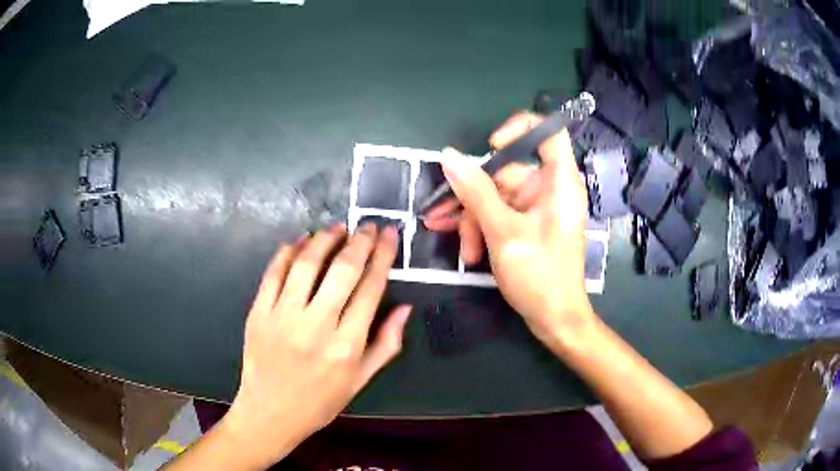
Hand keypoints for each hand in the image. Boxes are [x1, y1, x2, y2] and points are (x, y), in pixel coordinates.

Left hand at [221, 224, 410, 467]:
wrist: (269, 414)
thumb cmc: (320, 402)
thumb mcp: (360, 381)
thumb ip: (386, 344)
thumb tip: (404, 307)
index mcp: (346, 345)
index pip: (370, 288)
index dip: (383, 256)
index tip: (389, 235)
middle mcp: (315, 326)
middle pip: (342, 270)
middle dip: (359, 241)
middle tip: (368, 226)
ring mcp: (282, 317)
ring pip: (306, 264)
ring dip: (324, 239)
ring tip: (337, 228)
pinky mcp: (258, 313)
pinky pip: (274, 273)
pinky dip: (288, 251)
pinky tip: (300, 241)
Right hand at [425, 112, 593, 347]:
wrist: (555, 319)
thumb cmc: (539, 276)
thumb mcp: (503, 232)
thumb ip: (475, 192)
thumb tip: (449, 157)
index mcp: (558, 181)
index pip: (548, 132)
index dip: (518, 129)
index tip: (491, 148)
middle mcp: (549, 188)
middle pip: (506, 171)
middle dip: (474, 198)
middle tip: (446, 220)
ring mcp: (537, 208)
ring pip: (495, 197)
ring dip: (474, 221)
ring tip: (464, 250)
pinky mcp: (528, 225)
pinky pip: (499, 214)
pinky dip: (482, 229)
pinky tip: (469, 251)